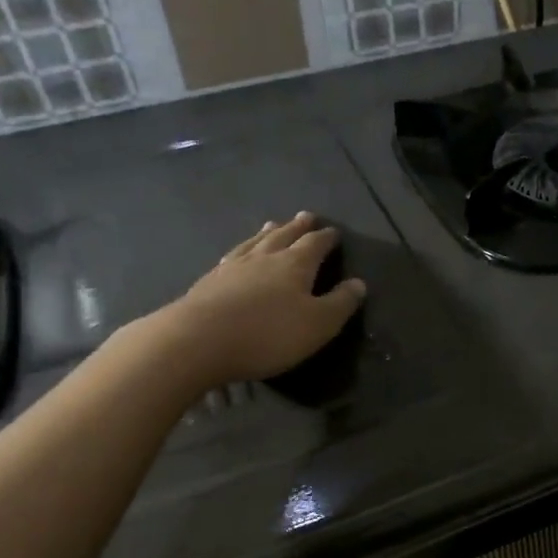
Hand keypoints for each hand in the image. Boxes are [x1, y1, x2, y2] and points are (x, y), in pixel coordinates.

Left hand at [160, 213, 366, 386]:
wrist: (198, 341)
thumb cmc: (268, 334)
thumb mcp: (318, 324)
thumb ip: (340, 303)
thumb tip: (359, 283)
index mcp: (294, 265)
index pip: (315, 244)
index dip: (327, 238)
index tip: (335, 232)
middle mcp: (264, 257)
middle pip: (284, 236)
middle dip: (297, 227)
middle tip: (306, 216)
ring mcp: (233, 267)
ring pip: (255, 242)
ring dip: (267, 233)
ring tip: (272, 225)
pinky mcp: (209, 282)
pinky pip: (232, 257)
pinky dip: (241, 250)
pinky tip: (237, 254)